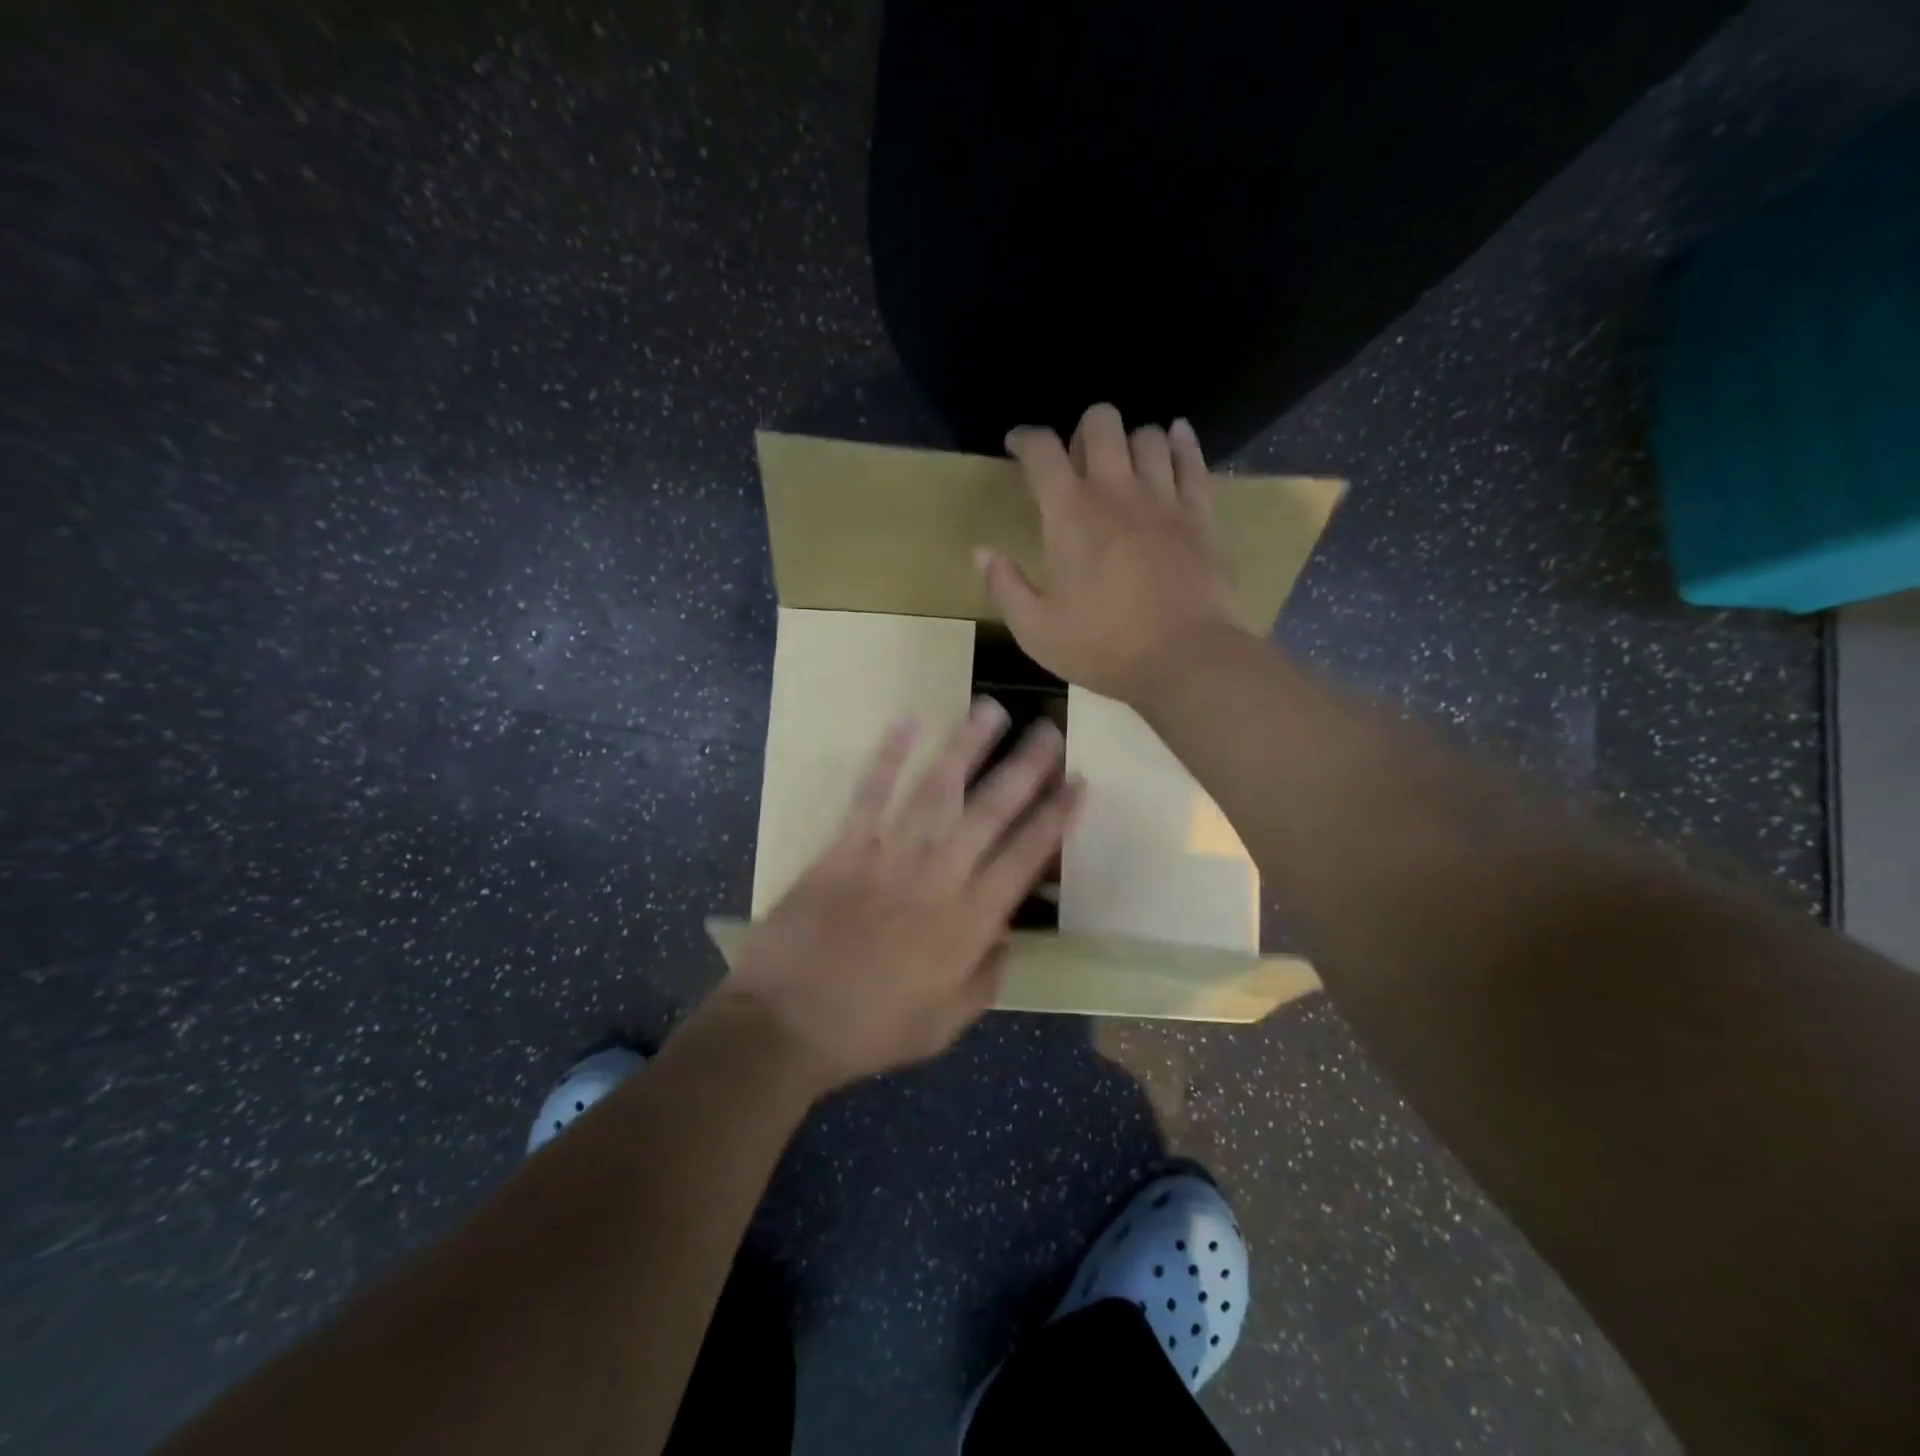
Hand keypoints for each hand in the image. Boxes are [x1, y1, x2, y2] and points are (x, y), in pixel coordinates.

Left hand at [723, 700, 1081, 1091]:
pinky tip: (907, 721)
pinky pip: (870, 794)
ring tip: (990, 709)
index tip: (1078, 783)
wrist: (786, 1025)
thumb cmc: (870, 1030)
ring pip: (937, 791)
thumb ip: (985, 979)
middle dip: (1024, 769)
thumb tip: (1006, 938)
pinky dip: (888, 756)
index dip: (1055, 818)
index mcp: (969, 924)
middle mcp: (938, 878)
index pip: (1025, 858)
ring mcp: (890, 857)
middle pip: (991, 812)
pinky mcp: (844, 848)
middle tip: (1049, 729)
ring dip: (966, 747)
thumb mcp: (945, 1024)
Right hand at [977, 402, 1250, 703]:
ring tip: (1123, 464)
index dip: (1025, 439)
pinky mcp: (1200, 515)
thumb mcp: (1035, 630)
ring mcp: (1163, 499)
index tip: (1016, 445)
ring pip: (1148, 436)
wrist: (1184, 660)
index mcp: (1069, 515)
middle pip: (1101, 423)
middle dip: (1084, 429)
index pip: (1041, 451)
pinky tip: (1176, 437)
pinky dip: (1181, 442)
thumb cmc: (1102, 648)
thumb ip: (1004, 586)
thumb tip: (982, 552)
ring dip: (1130, 441)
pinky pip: (1193, 461)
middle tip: (1078, 460)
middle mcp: (1116, 491)